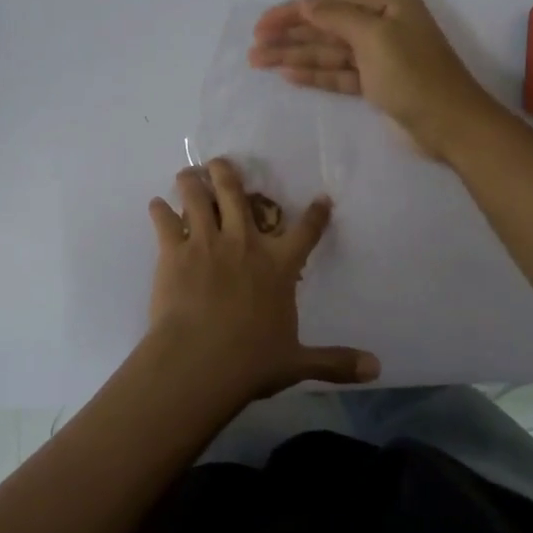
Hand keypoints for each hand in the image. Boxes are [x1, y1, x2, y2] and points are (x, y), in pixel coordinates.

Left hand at [144, 158, 379, 402]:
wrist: (199, 361)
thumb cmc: (251, 361)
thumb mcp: (297, 363)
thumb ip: (334, 362)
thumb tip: (376, 369)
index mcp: (278, 266)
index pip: (305, 233)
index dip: (316, 214)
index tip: (321, 198)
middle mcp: (244, 244)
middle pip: (236, 195)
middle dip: (227, 173)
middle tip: (220, 162)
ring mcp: (207, 243)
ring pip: (198, 198)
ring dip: (192, 182)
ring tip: (187, 174)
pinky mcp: (175, 252)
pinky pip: (165, 222)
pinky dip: (159, 210)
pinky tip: (156, 204)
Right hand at [249, 0, 499, 160]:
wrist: (450, 125)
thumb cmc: (414, 74)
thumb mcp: (376, 36)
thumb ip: (337, 17)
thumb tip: (307, 5)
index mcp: (388, 5)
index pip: (331, 3)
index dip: (294, 12)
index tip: (263, 23)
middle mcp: (382, 26)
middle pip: (326, 28)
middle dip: (290, 36)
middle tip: (254, 46)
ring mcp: (378, 58)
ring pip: (328, 53)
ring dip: (294, 56)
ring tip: (259, 61)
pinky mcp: (375, 86)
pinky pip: (338, 75)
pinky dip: (314, 75)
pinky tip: (287, 75)